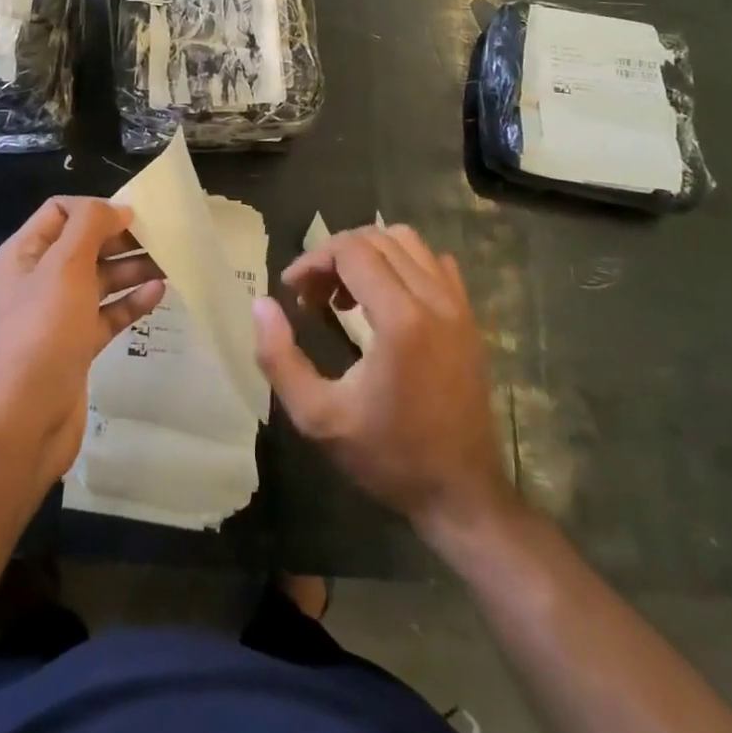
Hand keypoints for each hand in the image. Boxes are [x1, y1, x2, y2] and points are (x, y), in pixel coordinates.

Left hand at [0, 198, 164, 489]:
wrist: (24, 420)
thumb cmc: (43, 331)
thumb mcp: (65, 266)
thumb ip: (90, 226)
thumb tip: (117, 209)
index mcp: (24, 254)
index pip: (60, 212)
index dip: (95, 209)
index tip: (134, 216)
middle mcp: (37, 280)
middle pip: (83, 245)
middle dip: (120, 239)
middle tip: (162, 238)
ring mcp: (56, 316)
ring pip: (99, 280)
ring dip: (132, 268)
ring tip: (171, 262)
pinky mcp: (75, 346)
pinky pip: (106, 314)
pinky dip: (130, 302)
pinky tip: (159, 293)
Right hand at [252, 225, 513, 546]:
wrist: (462, 494)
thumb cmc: (388, 456)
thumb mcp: (318, 417)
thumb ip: (279, 358)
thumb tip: (261, 304)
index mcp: (400, 319)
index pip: (351, 250)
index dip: (313, 260)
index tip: (291, 290)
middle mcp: (434, 299)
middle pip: (377, 239)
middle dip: (336, 255)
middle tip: (313, 294)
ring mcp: (459, 306)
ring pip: (408, 242)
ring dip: (369, 255)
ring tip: (346, 294)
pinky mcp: (470, 318)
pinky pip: (435, 263)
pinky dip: (403, 264)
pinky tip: (386, 298)